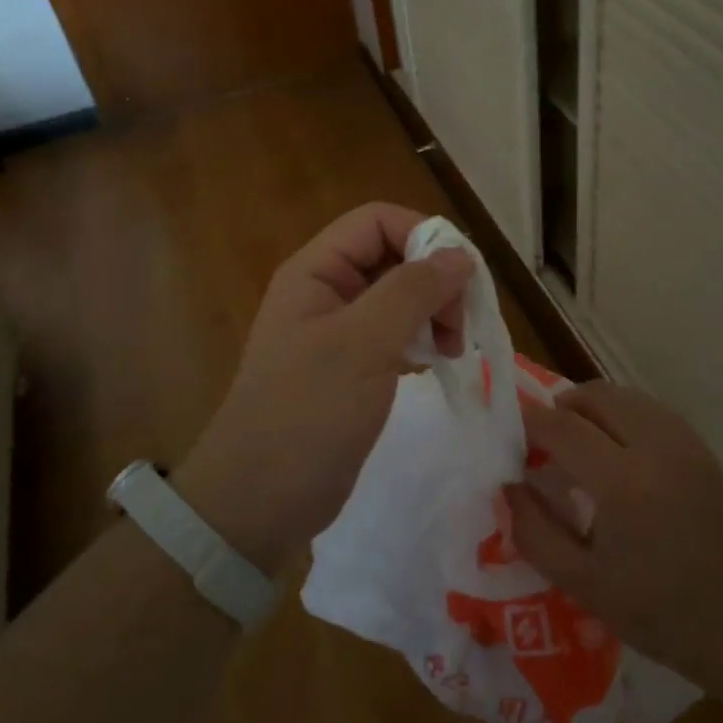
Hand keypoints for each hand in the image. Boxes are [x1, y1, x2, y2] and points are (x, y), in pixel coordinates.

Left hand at [172, 203, 471, 574]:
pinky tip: (436, 362)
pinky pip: (395, 334)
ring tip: (453, 348)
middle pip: (393, 256)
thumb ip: (412, 291)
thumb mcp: (363, 343)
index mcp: (316, 271)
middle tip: (459, 324)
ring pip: (399, 297)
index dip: (423, 235)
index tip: (462, 277)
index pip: (377, 221)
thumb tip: (461, 255)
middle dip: (434, 280)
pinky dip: (422, 339)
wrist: (260, 502)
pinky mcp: (351, 368)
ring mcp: (338, 332)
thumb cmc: (308, 412)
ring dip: (434, 311)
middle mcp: (326, 291)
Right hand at [506, 383, 722, 690]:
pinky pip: (649, 409)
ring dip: (592, 407)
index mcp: (622, 483)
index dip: (530, 421)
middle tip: (543, 438)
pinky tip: (616, 447)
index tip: (509, 429)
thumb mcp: (581, 584)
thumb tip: (508, 485)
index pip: (563, 427)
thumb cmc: (657, 611)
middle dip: (561, 407)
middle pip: (595, 396)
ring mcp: (683, 442)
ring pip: (624, 396)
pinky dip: (622, 414)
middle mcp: (655, 447)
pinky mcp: (700, 447)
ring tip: (577, 441)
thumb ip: (534, 531)